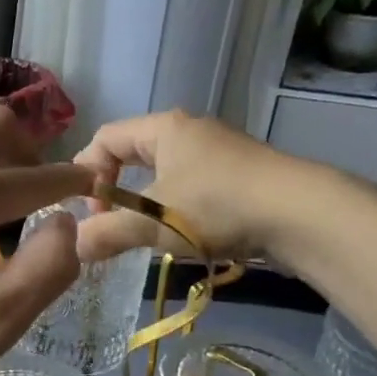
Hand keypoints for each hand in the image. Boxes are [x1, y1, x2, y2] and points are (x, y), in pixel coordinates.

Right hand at [72, 110, 319, 264]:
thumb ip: (107, 233)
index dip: (87, 172)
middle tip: (108, 223)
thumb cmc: (216, 205)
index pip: (106, 138)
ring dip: (145, 203)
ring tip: (142, 234)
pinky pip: (191, 187)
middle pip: (133, 154)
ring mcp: (219, 153)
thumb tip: (73, 247)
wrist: (302, 214)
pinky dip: (174, 209)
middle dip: (114, 190)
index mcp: (164, 128)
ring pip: (164, 173)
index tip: (88, 210)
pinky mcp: (240, 177)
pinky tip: (181, 235)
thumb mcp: (152, 222)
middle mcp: (190, 132)